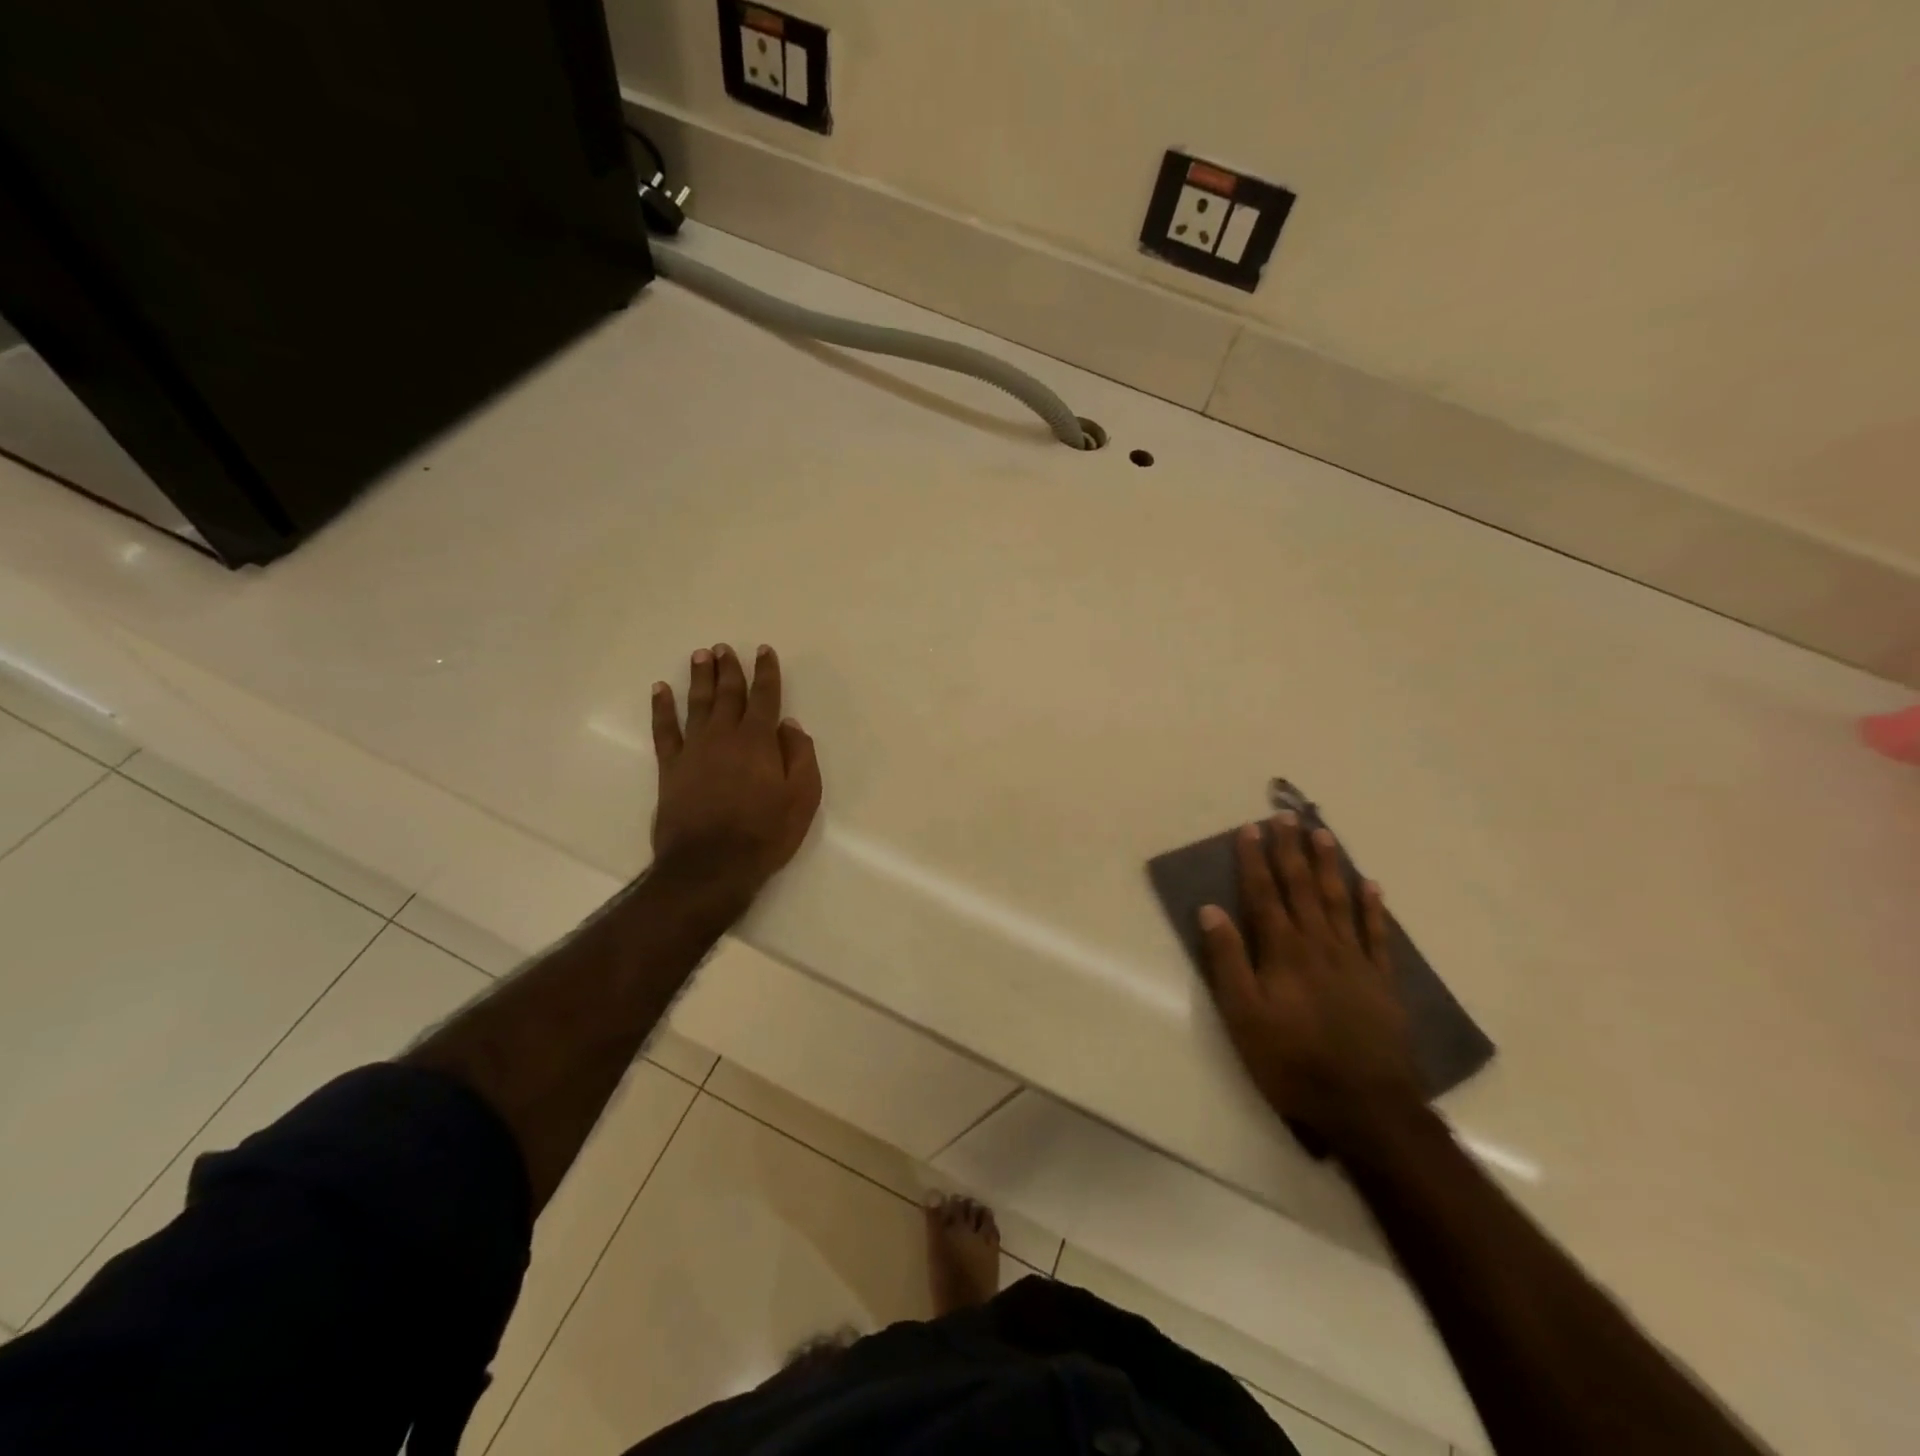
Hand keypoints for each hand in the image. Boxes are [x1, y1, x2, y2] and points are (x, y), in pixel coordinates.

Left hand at [650, 644, 821, 898]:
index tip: (763, 651)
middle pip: (728, 694)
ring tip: (701, 655)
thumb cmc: (765, 833)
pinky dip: (662, 708)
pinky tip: (660, 690)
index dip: (766, 672)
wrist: (711, 865)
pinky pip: (664, 730)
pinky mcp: (671, 767)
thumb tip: (790, 725)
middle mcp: (725, 736)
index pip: (765, 697)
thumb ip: (800, 756)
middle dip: (729, 668)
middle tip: (725, 647)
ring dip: (700, 677)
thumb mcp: (803, 798)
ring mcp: (694, 750)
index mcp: (759, 741)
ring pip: (697, 704)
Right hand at [1199, 813, 1423, 1158]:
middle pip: (1302, 888)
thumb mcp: (1243, 1016)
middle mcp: (1319, 945)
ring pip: (1338, 901)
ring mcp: (1354, 961)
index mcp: (1283, 952)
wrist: (1365, 1108)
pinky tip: (1370, 886)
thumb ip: (1227, 961)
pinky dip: (1372, 908)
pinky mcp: (1381, 982)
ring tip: (1322, 834)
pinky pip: (1376, 935)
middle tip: (1286, 816)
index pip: (1263, 894)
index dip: (1254, 860)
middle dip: (1291, 850)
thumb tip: (1210, 910)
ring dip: (1329, 866)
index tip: (1250, 829)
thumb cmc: (1292, 1062)